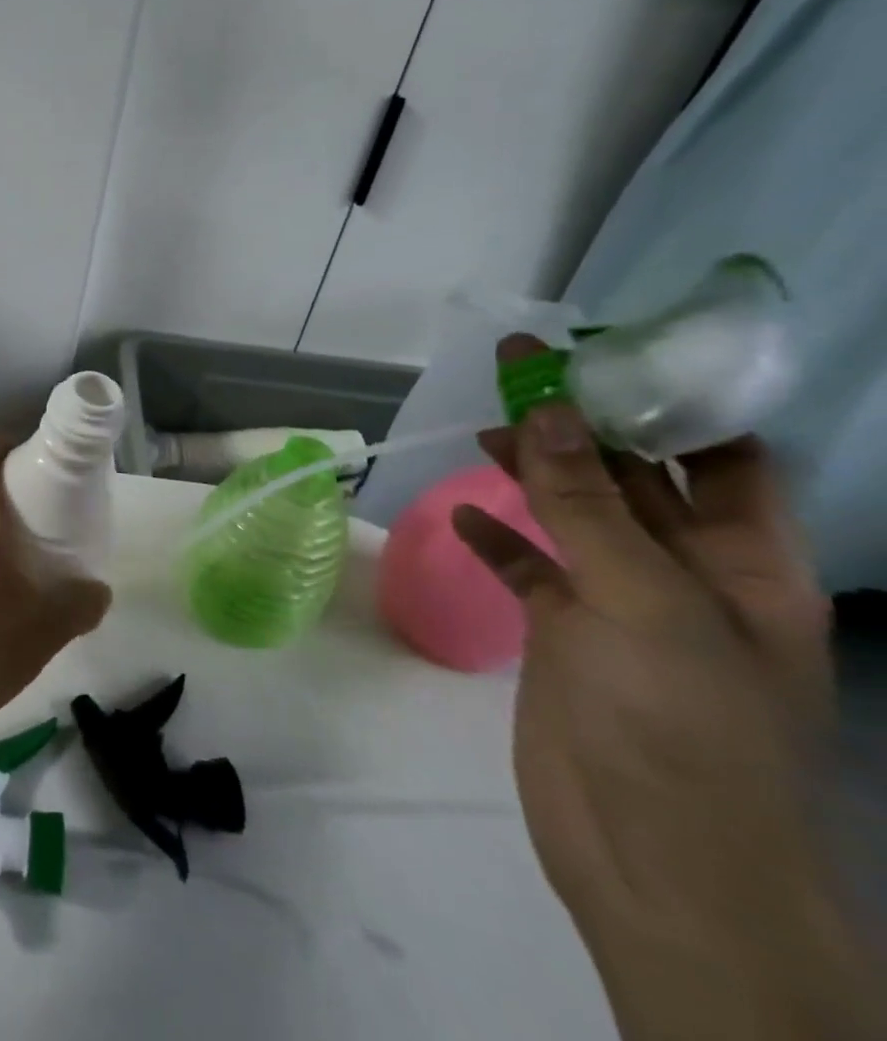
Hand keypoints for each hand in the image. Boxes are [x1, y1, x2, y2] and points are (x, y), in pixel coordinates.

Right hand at [454, 337, 869, 1037]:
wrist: (652, 854)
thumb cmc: (678, 721)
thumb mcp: (640, 598)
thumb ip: (587, 501)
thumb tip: (548, 408)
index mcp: (745, 563)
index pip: (721, 458)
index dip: (672, 402)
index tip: (603, 356)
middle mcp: (689, 574)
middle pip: (634, 478)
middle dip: (583, 424)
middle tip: (517, 371)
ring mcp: (622, 605)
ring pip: (575, 516)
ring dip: (534, 472)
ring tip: (482, 431)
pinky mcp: (566, 633)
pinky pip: (531, 567)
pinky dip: (499, 537)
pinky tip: (465, 514)